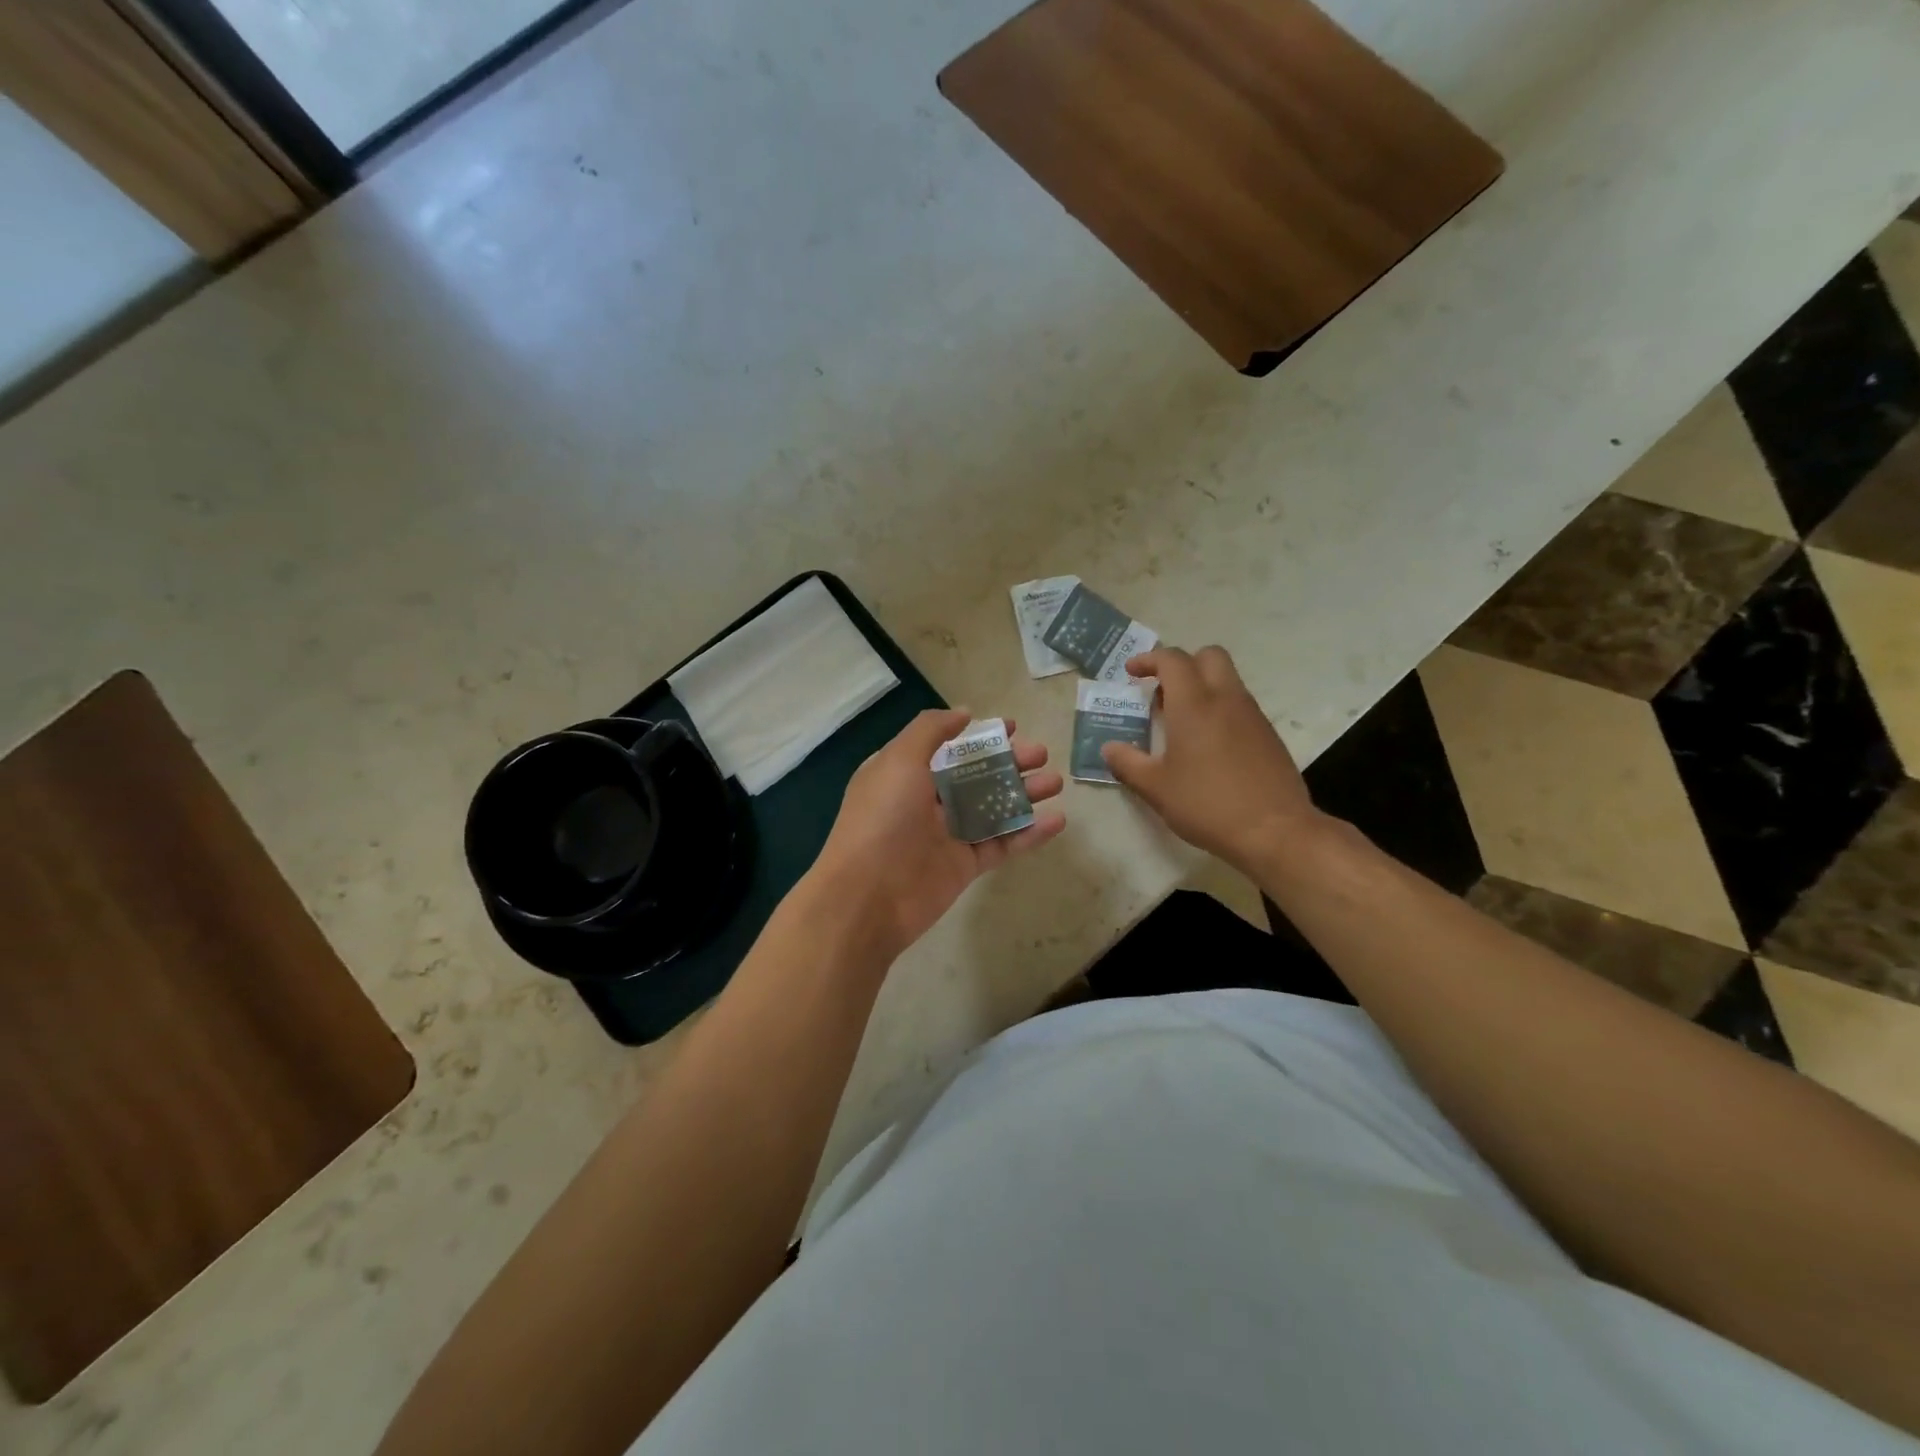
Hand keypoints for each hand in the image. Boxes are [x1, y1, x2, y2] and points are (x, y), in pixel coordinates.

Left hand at [807, 708, 1065, 961]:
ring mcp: (947, 835)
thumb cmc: (882, 819)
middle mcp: (926, 801)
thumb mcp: (899, 760)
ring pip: (993, 808)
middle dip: (1010, 763)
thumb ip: (930, 731)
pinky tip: (1057, 820)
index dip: (979, 737)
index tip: (1013, 727)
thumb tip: (963, 713)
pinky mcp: (965, 866)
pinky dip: (1029, 833)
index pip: (949, 749)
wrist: (868, 898)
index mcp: (906, 773)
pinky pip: (1002, 844)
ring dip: (1025, 794)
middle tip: (1041, 755)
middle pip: (977, 776)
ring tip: (1055, 782)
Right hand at [1100, 646, 1320, 874]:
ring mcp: (1252, 715)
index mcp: (1194, 704)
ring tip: (1180, 722)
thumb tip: (1109, 748)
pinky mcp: (1268, 735)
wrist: (1274, 830)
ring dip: (1202, 687)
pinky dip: (1219, 709)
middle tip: (1162, 692)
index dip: (1149, 659)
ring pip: (1227, 680)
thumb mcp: (1156, 788)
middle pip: (1209, 655)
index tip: (1131, 673)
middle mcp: (1226, 699)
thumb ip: (1128, 763)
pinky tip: (1207, 745)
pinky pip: (1239, 705)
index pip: (1172, 660)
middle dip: (1182, 664)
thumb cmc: (1207, 804)